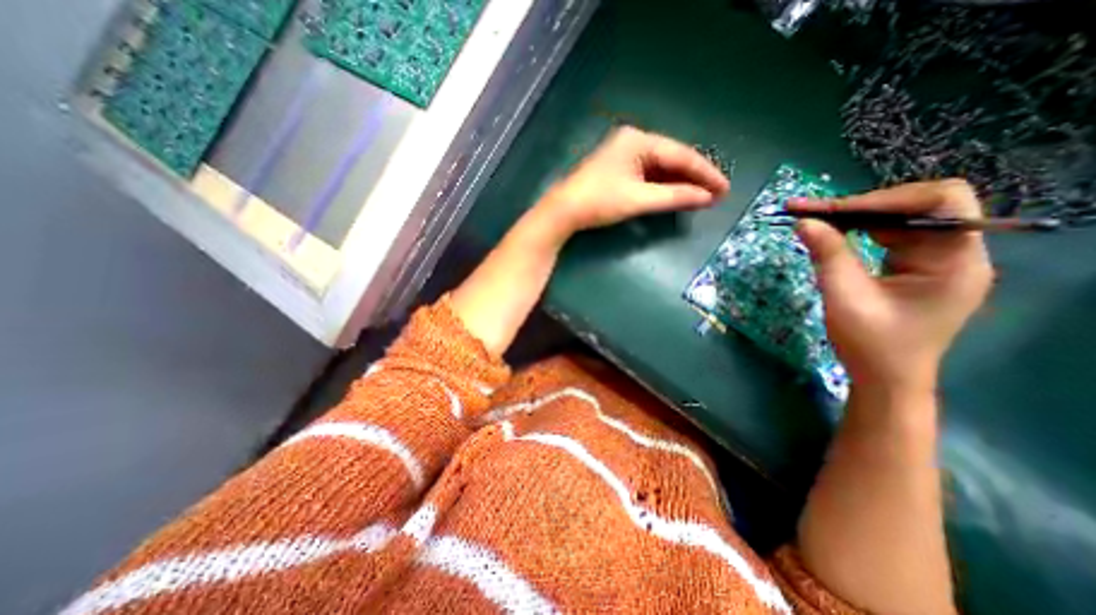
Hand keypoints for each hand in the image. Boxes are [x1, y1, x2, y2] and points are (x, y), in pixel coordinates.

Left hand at [538, 124, 730, 237]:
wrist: (564, 211)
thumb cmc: (600, 201)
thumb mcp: (639, 199)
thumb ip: (674, 196)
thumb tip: (706, 197)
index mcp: (639, 141)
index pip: (681, 155)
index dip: (705, 173)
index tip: (724, 189)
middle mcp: (633, 141)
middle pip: (672, 159)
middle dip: (694, 177)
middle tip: (716, 194)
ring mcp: (624, 154)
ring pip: (660, 167)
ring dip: (679, 182)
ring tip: (701, 196)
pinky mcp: (617, 169)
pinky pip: (648, 174)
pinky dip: (662, 185)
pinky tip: (675, 194)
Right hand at [789, 181, 995, 390]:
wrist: (885, 379)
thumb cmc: (871, 344)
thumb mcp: (845, 298)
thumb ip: (828, 255)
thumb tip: (804, 221)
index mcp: (955, 261)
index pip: (939, 202)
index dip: (885, 199)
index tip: (832, 210)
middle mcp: (955, 253)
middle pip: (915, 207)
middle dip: (859, 206)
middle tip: (808, 210)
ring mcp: (936, 260)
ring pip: (898, 219)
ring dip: (854, 217)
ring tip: (812, 218)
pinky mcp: (916, 268)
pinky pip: (889, 236)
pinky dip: (857, 231)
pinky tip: (831, 234)